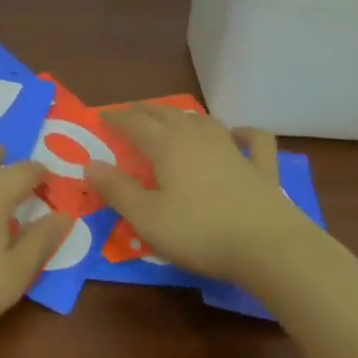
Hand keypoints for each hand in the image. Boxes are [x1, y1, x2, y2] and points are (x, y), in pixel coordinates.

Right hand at [85, 107, 323, 291]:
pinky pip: (253, 139)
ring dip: (183, 117)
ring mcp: (233, 148)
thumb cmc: (199, 232)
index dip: (116, 118)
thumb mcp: (147, 218)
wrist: (268, 245)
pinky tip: (237, 135)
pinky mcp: (261, 166)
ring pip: (203, 121)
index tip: (101, 117)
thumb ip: (117, 190)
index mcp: (167, 146)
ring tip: (172, 120)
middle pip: (167, 114)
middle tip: (130, 115)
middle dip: (145, 112)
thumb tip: (90, 164)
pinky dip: (243, 132)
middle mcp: (198, 137)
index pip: (135, 123)